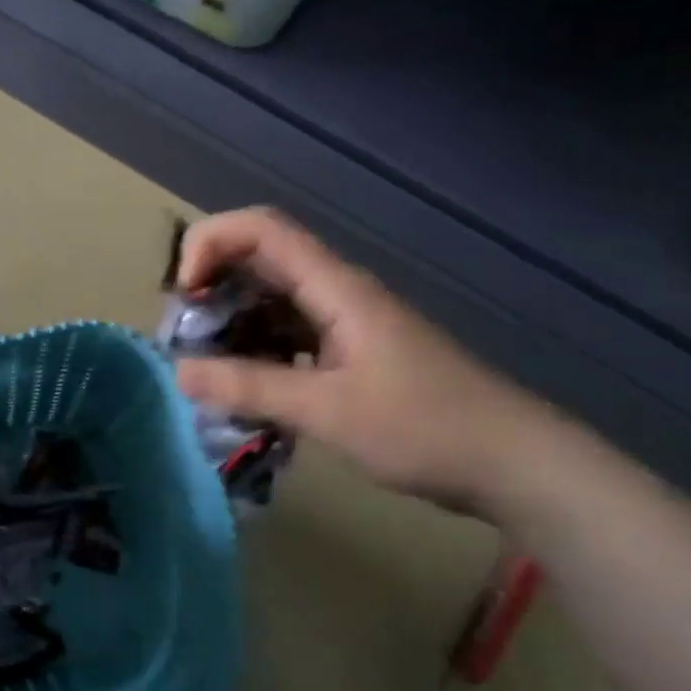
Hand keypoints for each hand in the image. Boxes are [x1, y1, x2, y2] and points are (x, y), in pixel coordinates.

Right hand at [174, 207, 549, 512]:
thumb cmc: (424, 427)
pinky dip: (259, 354)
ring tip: (208, 372)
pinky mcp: (351, 353)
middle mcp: (335, 293)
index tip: (184, 296)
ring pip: (272, 303)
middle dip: (212, 292)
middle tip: (186, 342)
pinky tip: (247, 391)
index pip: (260, 228)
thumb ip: (249, 386)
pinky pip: (290, 337)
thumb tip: (179, 371)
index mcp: (334, 287)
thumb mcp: (326, 410)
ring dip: (233, 327)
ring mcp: (345, 323)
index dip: (209, 244)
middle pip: (259, 262)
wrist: (511, 462)